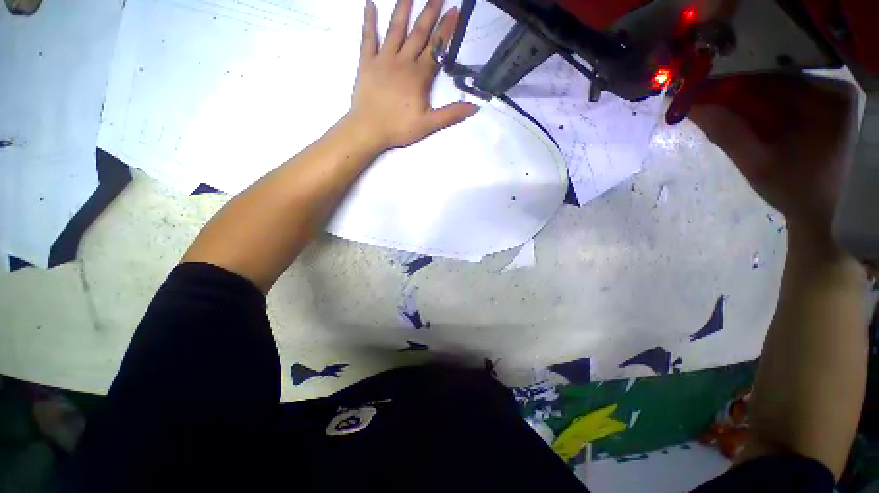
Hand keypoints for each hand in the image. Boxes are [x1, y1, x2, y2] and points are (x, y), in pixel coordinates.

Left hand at [345, 0, 478, 150]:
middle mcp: (402, 61)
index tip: (455, 10)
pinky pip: (368, 38)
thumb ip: (451, 115)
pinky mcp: (366, 63)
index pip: (436, 49)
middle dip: (430, 11)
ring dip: (403, 8)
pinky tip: (370, 4)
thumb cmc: (399, 128)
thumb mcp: (428, 125)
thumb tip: (474, 107)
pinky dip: (369, 20)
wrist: (368, 130)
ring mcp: (383, 59)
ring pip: (395, 29)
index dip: (446, 30)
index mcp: (418, 76)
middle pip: (419, 33)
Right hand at [689, 74, 858, 235]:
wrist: (824, 213)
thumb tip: (691, 106)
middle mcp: (832, 89)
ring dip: (746, 103)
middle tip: (704, 106)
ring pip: (776, 91)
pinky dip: (761, 110)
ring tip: (720, 116)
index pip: (770, 78)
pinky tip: (747, 123)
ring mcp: (830, 98)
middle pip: (774, 82)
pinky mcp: (825, 109)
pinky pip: (784, 100)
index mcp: (828, 97)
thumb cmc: (796, 191)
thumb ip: (726, 133)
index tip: (698, 93)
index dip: (731, 84)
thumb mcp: (757, 164)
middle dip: (737, 95)